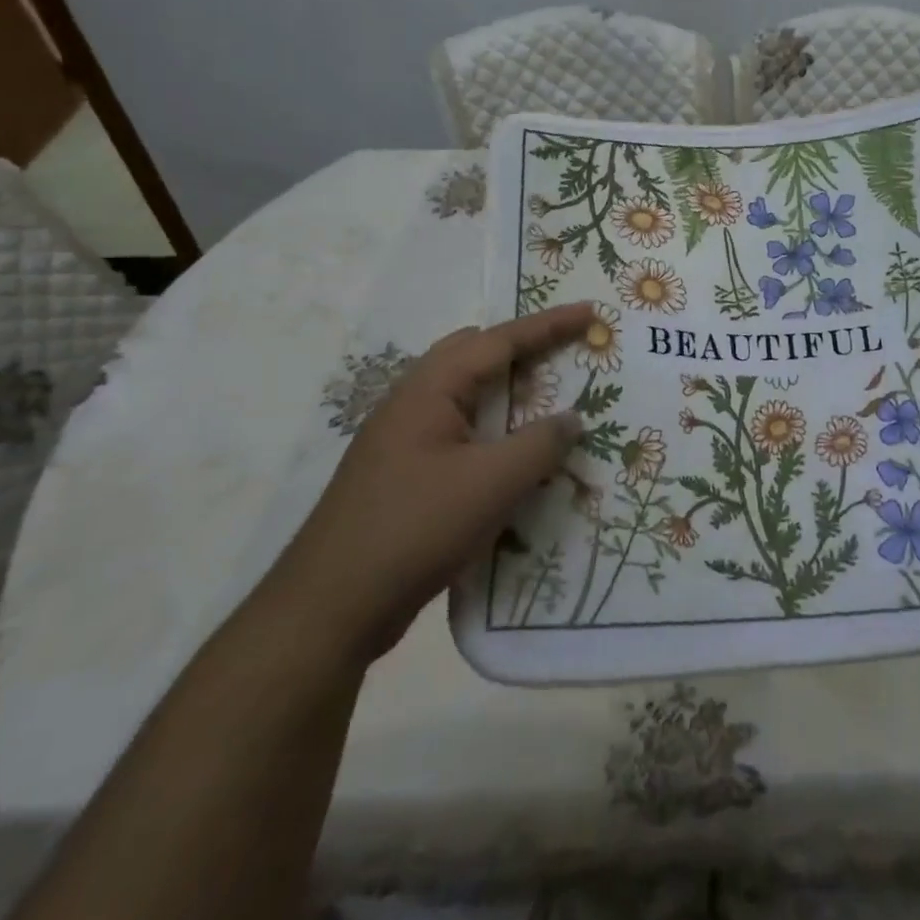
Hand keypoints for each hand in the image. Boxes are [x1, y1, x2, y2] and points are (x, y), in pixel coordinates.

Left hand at [265, 304, 591, 662]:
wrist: (330, 607)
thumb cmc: (414, 529)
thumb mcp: (491, 484)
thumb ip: (540, 444)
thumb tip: (571, 418)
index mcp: (429, 390)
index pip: (498, 341)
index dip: (548, 325)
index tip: (589, 312)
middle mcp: (413, 403)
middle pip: (476, 358)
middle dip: (525, 351)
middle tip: (568, 356)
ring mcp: (404, 440)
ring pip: (468, 399)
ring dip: (510, 396)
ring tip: (550, 404)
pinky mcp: (405, 475)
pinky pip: (461, 434)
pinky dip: (495, 433)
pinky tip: (515, 459)